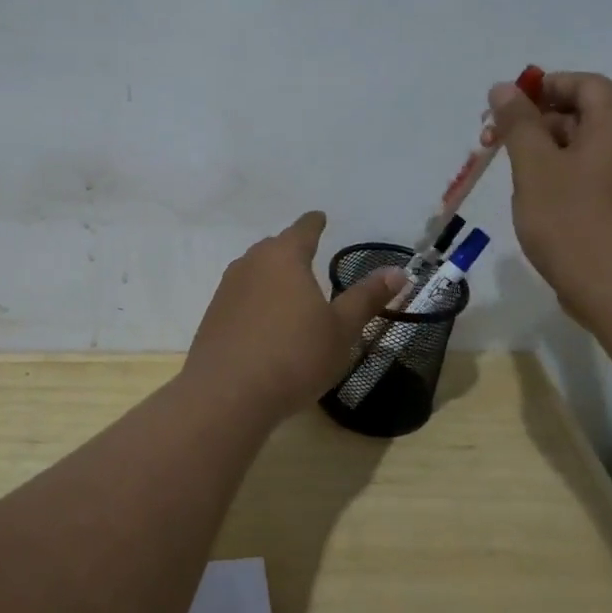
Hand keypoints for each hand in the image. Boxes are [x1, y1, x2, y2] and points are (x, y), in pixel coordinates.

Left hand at [183, 212, 405, 425]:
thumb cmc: (294, 355)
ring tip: (287, 291)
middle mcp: (251, 264)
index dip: (314, 224)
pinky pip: (240, 298)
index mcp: (285, 257)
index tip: (320, 217)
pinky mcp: (212, 318)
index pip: (303, 230)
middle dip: (291, 250)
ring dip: (271, 277)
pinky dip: (255, 302)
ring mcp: (226, 290)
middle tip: (307, 256)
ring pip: (253, 272)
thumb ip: (366, 298)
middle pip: (274, 248)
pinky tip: (264, 324)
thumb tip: (398, 271)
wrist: (227, 394)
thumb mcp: (341, 329)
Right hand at [488, 71, 611, 310]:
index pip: (584, 84)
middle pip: (586, 114)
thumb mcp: (534, 166)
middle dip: (538, 122)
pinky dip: (566, 176)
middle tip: (496, 142)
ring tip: (514, 175)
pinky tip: (540, 201)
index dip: (544, 87)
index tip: (506, 107)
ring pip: (588, 149)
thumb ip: (518, 123)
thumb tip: (504, 88)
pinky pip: (597, 176)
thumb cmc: (572, 221)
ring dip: (548, 152)